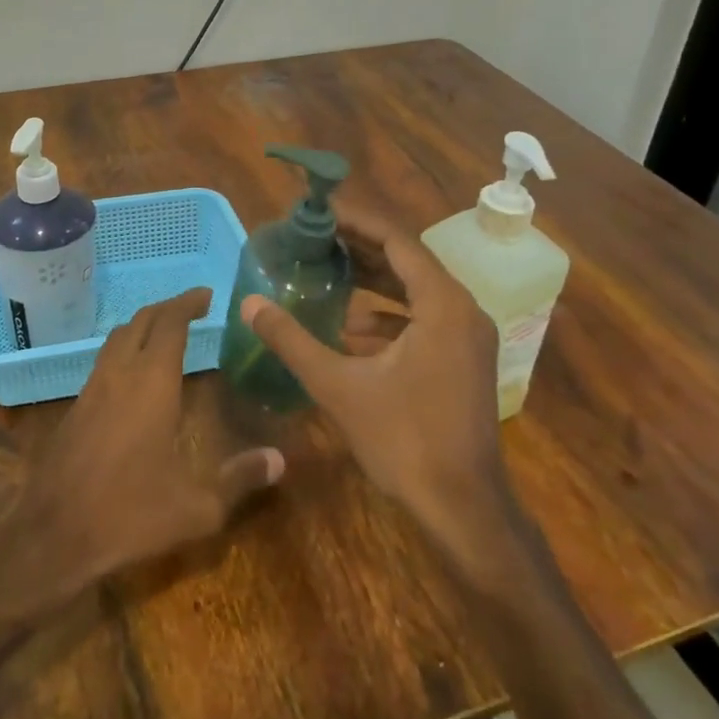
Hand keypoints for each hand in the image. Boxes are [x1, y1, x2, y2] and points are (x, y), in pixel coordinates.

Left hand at [20, 289, 283, 592]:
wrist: (52, 534)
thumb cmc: (129, 514)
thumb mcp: (196, 506)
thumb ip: (239, 479)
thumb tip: (279, 459)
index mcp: (152, 383)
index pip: (171, 323)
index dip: (189, 303)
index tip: (207, 295)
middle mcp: (120, 374)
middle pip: (142, 320)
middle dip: (168, 308)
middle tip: (193, 309)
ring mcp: (92, 388)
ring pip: (118, 337)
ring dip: (143, 326)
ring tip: (166, 334)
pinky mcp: (75, 407)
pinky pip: (104, 361)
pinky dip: (126, 350)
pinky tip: (135, 376)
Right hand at [241, 201, 509, 549]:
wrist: (463, 508)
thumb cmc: (404, 440)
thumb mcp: (339, 386)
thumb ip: (292, 340)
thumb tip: (249, 303)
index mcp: (442, 304)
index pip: (397, 240)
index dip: (357, 221)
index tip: (320, 211)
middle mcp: (463, 310)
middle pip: (408, 261)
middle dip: (362, 247)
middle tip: (316, 236)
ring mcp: (469, 337)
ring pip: (417, 291)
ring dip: (375, 280)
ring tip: (328, 271)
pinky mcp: (465, 360)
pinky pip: (425, 319)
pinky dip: (389, 315)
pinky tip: (351, 329)